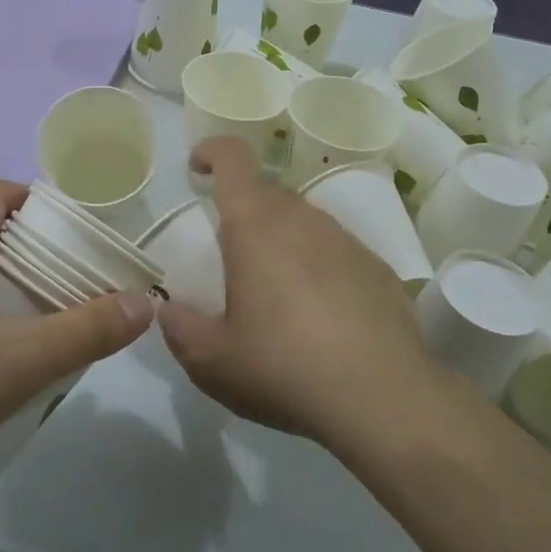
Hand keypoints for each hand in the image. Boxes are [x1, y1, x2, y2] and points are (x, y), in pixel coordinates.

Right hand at [158, 138, 446, 448]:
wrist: (382, 399)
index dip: (211, 152)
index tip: (197, 170)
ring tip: (274, 292)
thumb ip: (179, 327)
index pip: (233, 158)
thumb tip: (168, 309)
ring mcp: (346, 240)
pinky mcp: (377, 268)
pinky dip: (317, 266)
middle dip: (241, 209)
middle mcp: (303, 219)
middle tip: (228, 254)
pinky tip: (319, 315)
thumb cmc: (283, 368)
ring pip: (303, 221)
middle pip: (266, 191)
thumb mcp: (211, 360)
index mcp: (256, 225)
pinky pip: (335, 251)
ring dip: (281, 239)